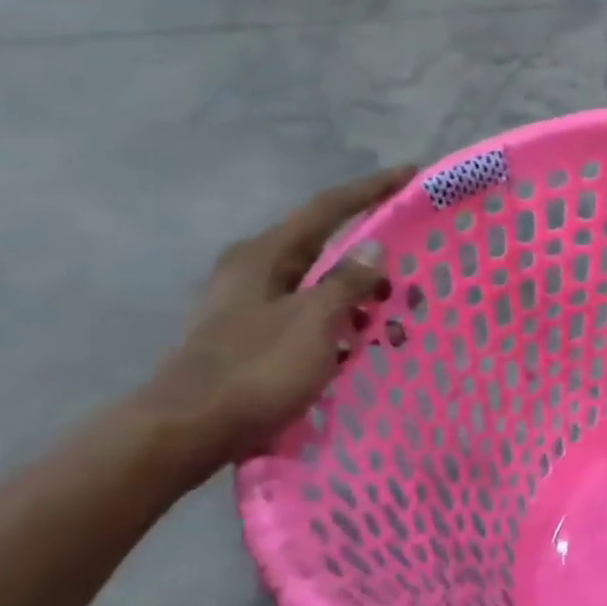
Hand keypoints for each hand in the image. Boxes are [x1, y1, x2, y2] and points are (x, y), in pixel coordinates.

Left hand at [142, 166, 414, 472]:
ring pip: (324, 285)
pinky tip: (366, 343)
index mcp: (264, 255)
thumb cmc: (255, 370)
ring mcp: (255, 304)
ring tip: (400, 318)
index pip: (328, 208)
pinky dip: (346, 321)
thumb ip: (347, 282)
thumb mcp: (313, 322)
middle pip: (328, 246)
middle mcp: (256, 270)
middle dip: (376, 255)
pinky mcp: (259, 336)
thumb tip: (375, 249)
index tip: (411, 174)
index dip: (372, 190)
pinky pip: (315, 315)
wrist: (188, 432)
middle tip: (418, 265)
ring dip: (364, 295)